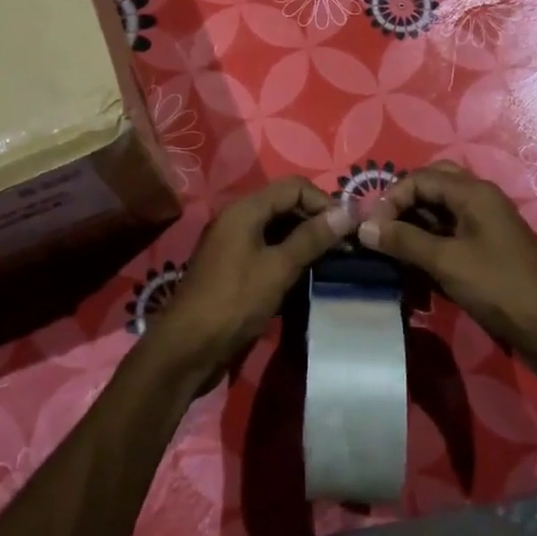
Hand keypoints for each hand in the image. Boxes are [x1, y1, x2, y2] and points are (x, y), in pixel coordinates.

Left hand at [149, 176, 354, 380]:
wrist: (188, 348)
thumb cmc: (234, 302)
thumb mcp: (278, 268)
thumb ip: (312, 238)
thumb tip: (348, 212)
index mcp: (245, 209)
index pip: (294, 186)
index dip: (323, 202)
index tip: (347, 230)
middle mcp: (238, 219)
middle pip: (286, 205)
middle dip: (316, 221)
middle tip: (344, 248)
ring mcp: (234, 244)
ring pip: (278, 230)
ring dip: (305, 241)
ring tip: (332, 263)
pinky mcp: (234, 268)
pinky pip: (268, 251)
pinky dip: (288, 258)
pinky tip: (307, 278)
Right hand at [357, 162, 536, 378]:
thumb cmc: (501, 287)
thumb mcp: (447, 262)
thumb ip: (404, 241)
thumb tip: (363, 227)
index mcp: (472, 192)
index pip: (419, 178)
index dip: (390, 199)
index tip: (371, 229)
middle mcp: (479, 199)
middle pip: (431, 185)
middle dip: (403, 203)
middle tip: (383, 229)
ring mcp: (485, 223)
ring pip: (440, 209)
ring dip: (414, 222)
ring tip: (393, 247)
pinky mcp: (487, 247)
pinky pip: (450, 231)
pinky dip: (429, 240)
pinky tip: (415, 261)